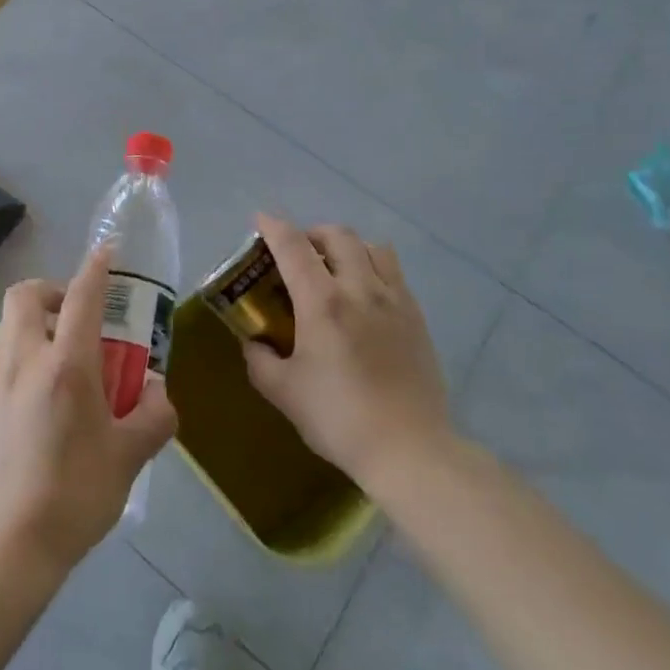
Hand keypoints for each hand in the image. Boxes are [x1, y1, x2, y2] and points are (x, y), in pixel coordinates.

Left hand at [0, 248, 177, 578]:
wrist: (6, 550)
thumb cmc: (75, 495)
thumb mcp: (129, 458)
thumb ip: (154, 417)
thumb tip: (159, 394)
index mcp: (66, 366)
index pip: (82, 296)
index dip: (95, 268)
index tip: (106, 253)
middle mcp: (22, 362)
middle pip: (23, 296)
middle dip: (49, 291)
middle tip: (73, 317)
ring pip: (3, 330)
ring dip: (29, 328)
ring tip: (54, 362)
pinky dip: (15, 370)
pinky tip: (31, 412)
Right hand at [243, 215, 453, 490]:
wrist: (409, 449)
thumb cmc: (339, 418)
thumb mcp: (284, 392)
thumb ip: (260, 360)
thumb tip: (253, 341)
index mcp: (322, 302)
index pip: (293, 246)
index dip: (273, 226)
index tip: (260, 219)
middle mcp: (360, 288)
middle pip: (337, 235)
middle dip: (312, 233)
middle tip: (298, 252)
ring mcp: (394, 300)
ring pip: (372, 247)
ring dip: (348, 246)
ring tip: (335, 268)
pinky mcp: (416, 317)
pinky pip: (393, 273)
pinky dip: (373, 268)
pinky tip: (365, 296)